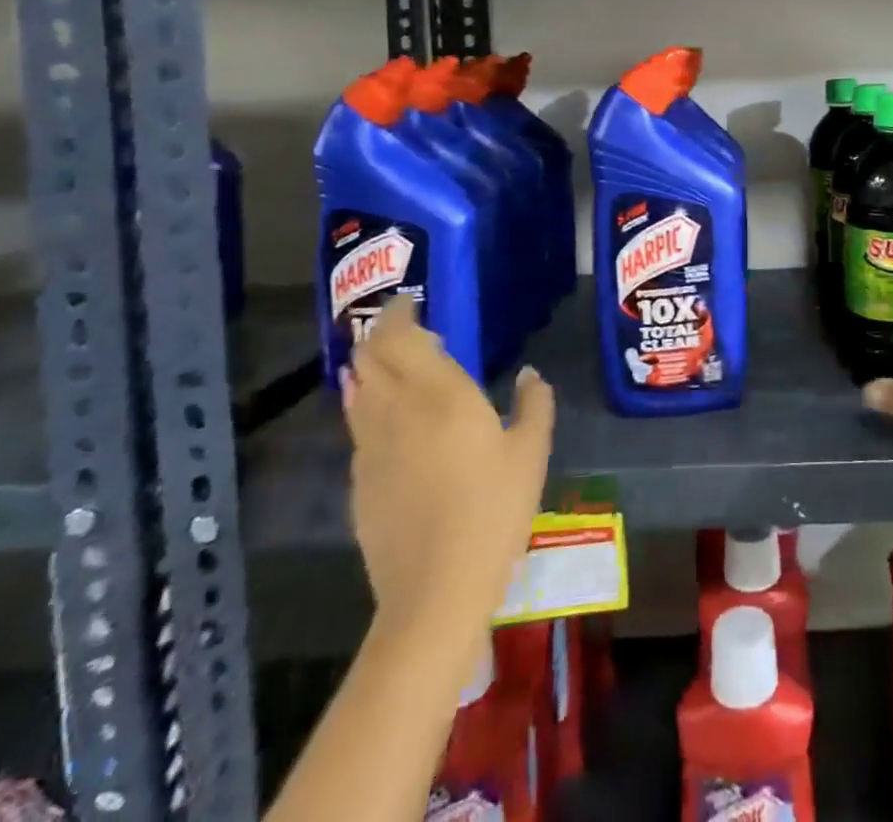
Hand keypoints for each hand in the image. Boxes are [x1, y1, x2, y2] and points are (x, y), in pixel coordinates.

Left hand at [342, 297, 554, 667]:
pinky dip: (367, 405)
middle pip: (370, 357)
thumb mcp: (531, 452)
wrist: (435, 590)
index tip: (410, 301)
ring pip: (357, 391)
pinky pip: (359, 427)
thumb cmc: (494, 510)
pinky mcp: (359, 482)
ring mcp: (370, 448)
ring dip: (368, 367)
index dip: (399, 313)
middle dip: (379, 334)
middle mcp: (397, 411)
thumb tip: (529, 376)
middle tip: (400, 326)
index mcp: (440, 395)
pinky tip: (387, 418)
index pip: (403, 338)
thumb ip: (534, 404)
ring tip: (385, 361)